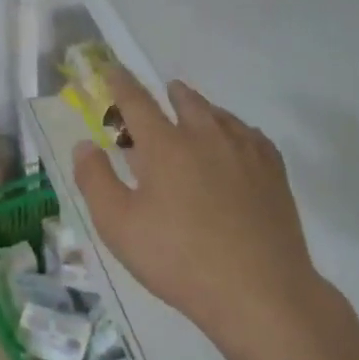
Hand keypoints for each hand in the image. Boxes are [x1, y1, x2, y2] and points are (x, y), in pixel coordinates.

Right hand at [72, 67, 325, 353]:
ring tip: (197, 114)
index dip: (120, 83)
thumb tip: (84, 145)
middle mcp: (207, 136)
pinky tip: (237, 143)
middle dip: (169, 94)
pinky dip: (236, 130)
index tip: (112, 69)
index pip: (137, 102)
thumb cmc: (178, 259)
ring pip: (221, 115)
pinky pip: (251, 135)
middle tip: (163, 94)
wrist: (258, 290)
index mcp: (166, 146)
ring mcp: (246, 151)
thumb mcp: (119, 226)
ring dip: (203, 109)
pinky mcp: (274, 171)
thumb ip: (95, 181)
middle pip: (186, 101)